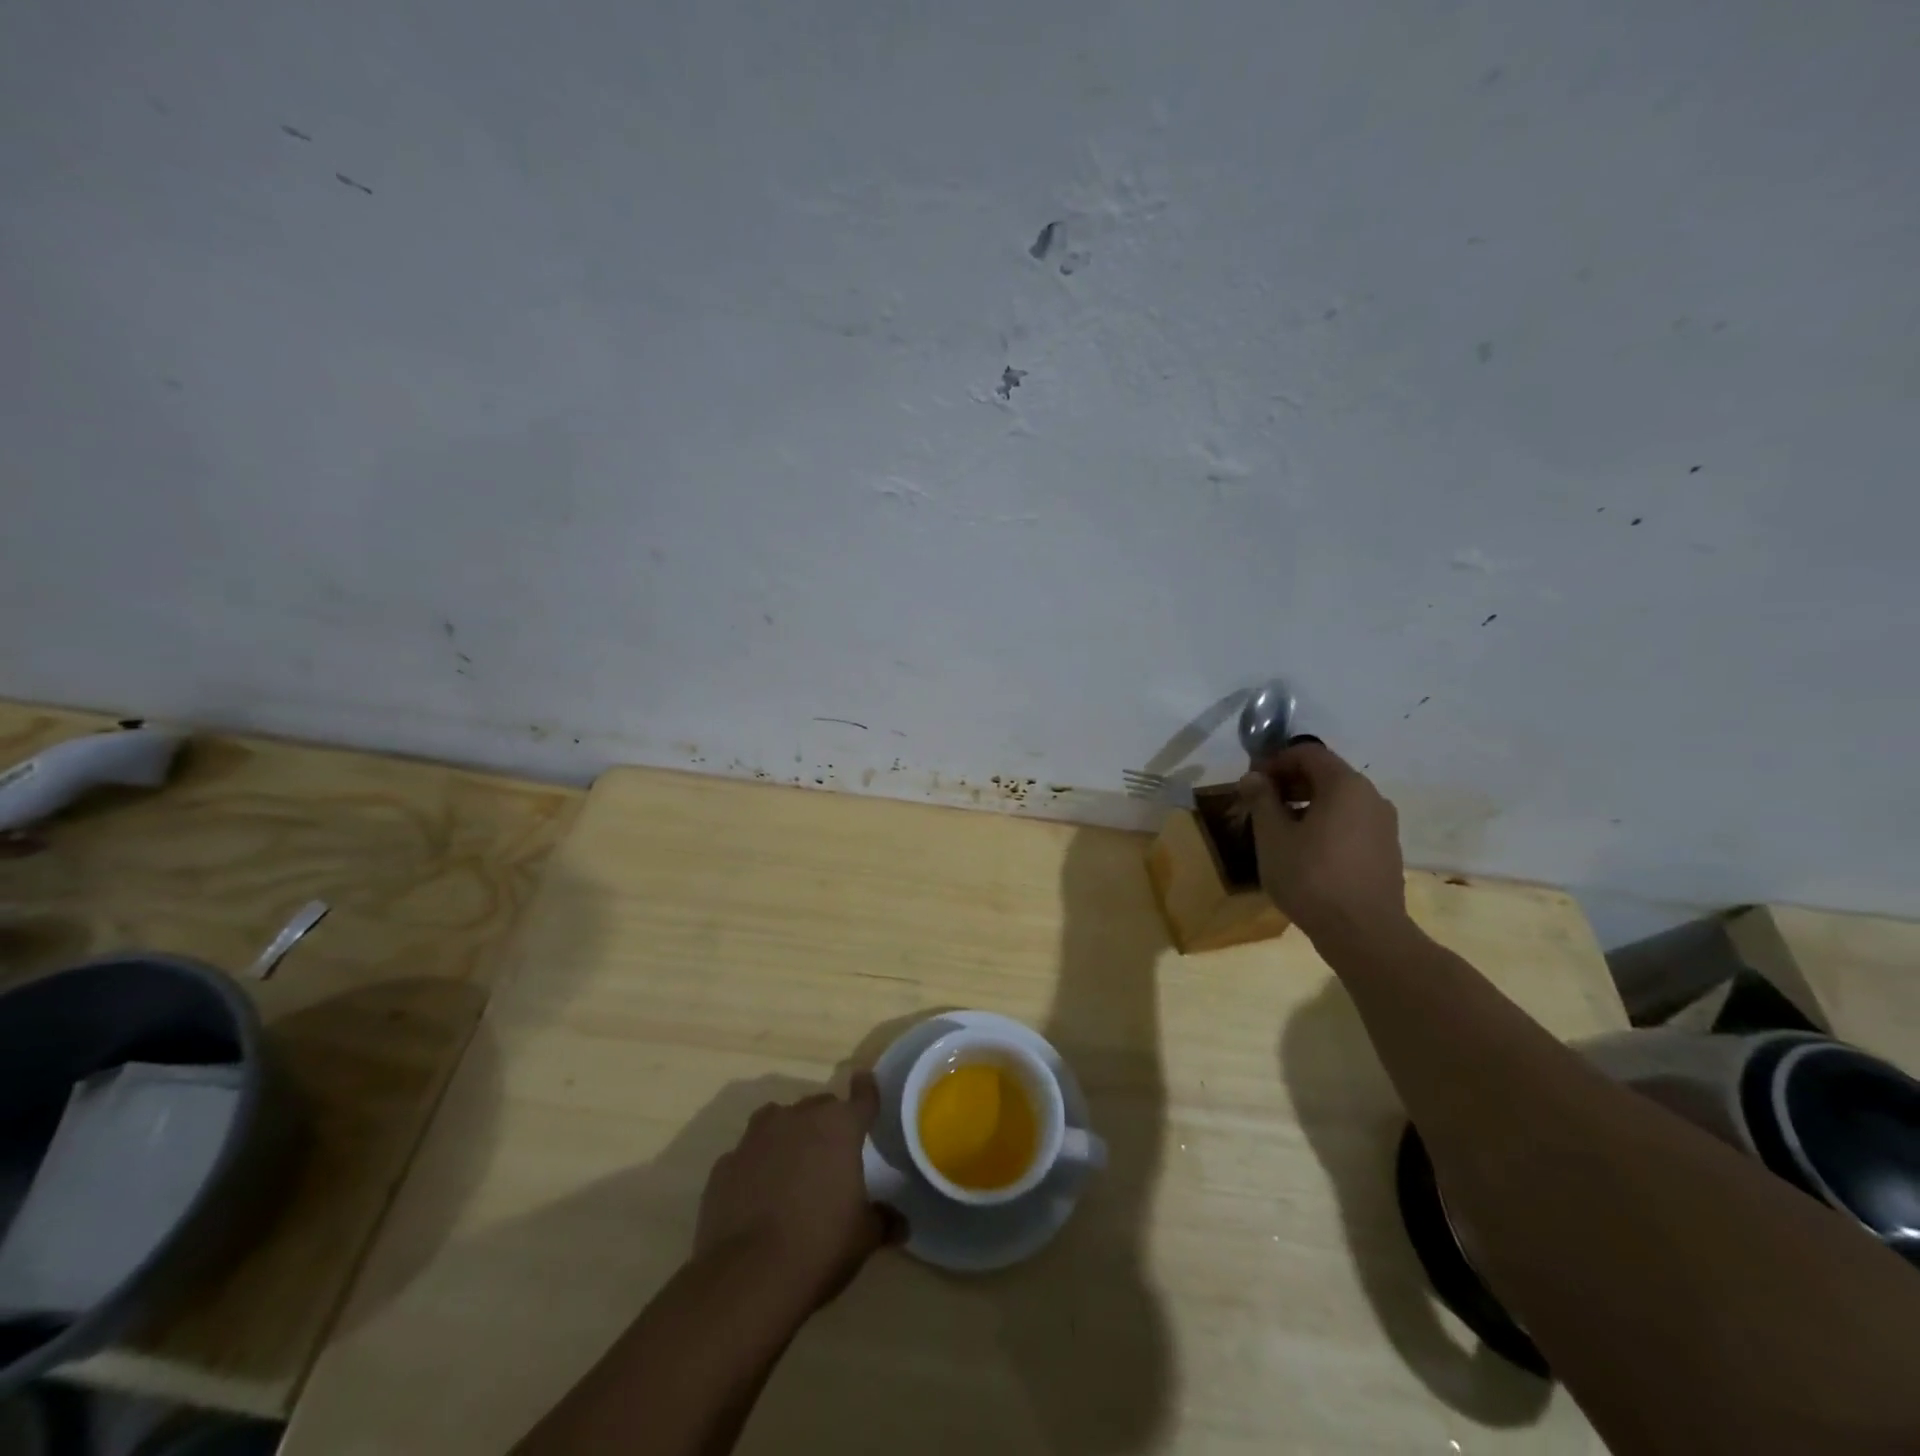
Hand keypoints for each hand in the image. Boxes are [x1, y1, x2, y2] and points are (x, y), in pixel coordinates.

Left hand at [695, 1073, 897, 1311]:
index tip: (865, 1080)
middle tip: (832, 1152)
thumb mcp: (864, 1237)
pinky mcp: (725, 1164)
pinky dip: (755, 1166)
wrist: (747, 1278)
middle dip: (827, 1122)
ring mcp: (756, 1138)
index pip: (862, 1097)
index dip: (866, 1090)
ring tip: (792, 1165)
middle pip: (819, 1106)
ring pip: (778, 1119)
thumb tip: (900, 1223)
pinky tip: (757, 1194)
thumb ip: (883, 1220)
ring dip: (788, 1134)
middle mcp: (798, 1118)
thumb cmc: (820, 1246)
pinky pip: (747, 1155)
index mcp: (839, 1127)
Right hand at [1238, 739, 1407, 941]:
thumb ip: (1262, 799)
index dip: (1275, 761)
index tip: (1251, 783)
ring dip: (1305, 806)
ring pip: (1338, 801)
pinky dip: (1325, 825)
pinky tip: (1305, 852)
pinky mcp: (1386, 851)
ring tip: (1278, 831)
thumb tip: (1254, 777)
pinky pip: (1350, 823)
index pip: (1307, 753)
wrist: (1364, 934)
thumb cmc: (1311, 878)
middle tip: (1259, 806)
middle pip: (1325, 775)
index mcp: (1345, 785)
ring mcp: (1383, 825)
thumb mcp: (1272, 837)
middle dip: (1289, 784)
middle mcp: (1371, 797)